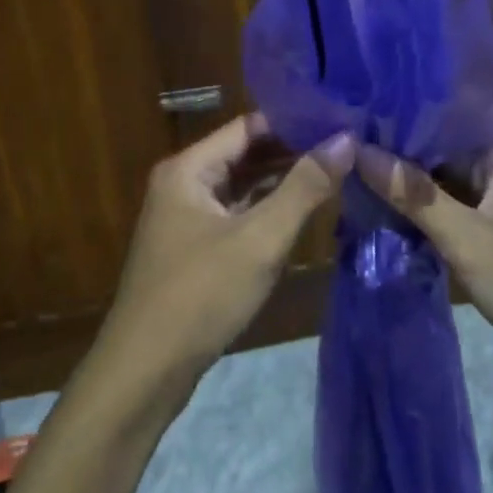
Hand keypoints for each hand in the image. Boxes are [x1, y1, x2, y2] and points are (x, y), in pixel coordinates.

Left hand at [100, 115, 356, 386]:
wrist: (145, 372)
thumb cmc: (201, 295)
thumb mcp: (260, 239)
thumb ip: (305, 187)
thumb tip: (346, 139)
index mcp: (189, 168)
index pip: (249, 125)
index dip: (294, 120)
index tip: (340, 119)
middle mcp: (184, 183)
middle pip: (246, 152)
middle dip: (293, 149)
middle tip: (347, 145)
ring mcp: (187, 216)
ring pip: (243, 185)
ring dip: (283, 179)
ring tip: (336, 169)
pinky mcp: (195, 247)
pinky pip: (237, 213)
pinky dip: (268, 208)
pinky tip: (304, 208)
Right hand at [359, 135, 492, 387]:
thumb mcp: (468, 240)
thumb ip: (414, 195)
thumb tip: (358, 149)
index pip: (445, 113)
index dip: (399, 110)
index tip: (351, 108)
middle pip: (443, 147)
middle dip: (397, 149)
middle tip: (340, 145)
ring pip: (447, 180)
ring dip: (410, 182)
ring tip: (351, 170)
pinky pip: (457, 207)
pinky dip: (428, 210)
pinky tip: (387, 209)